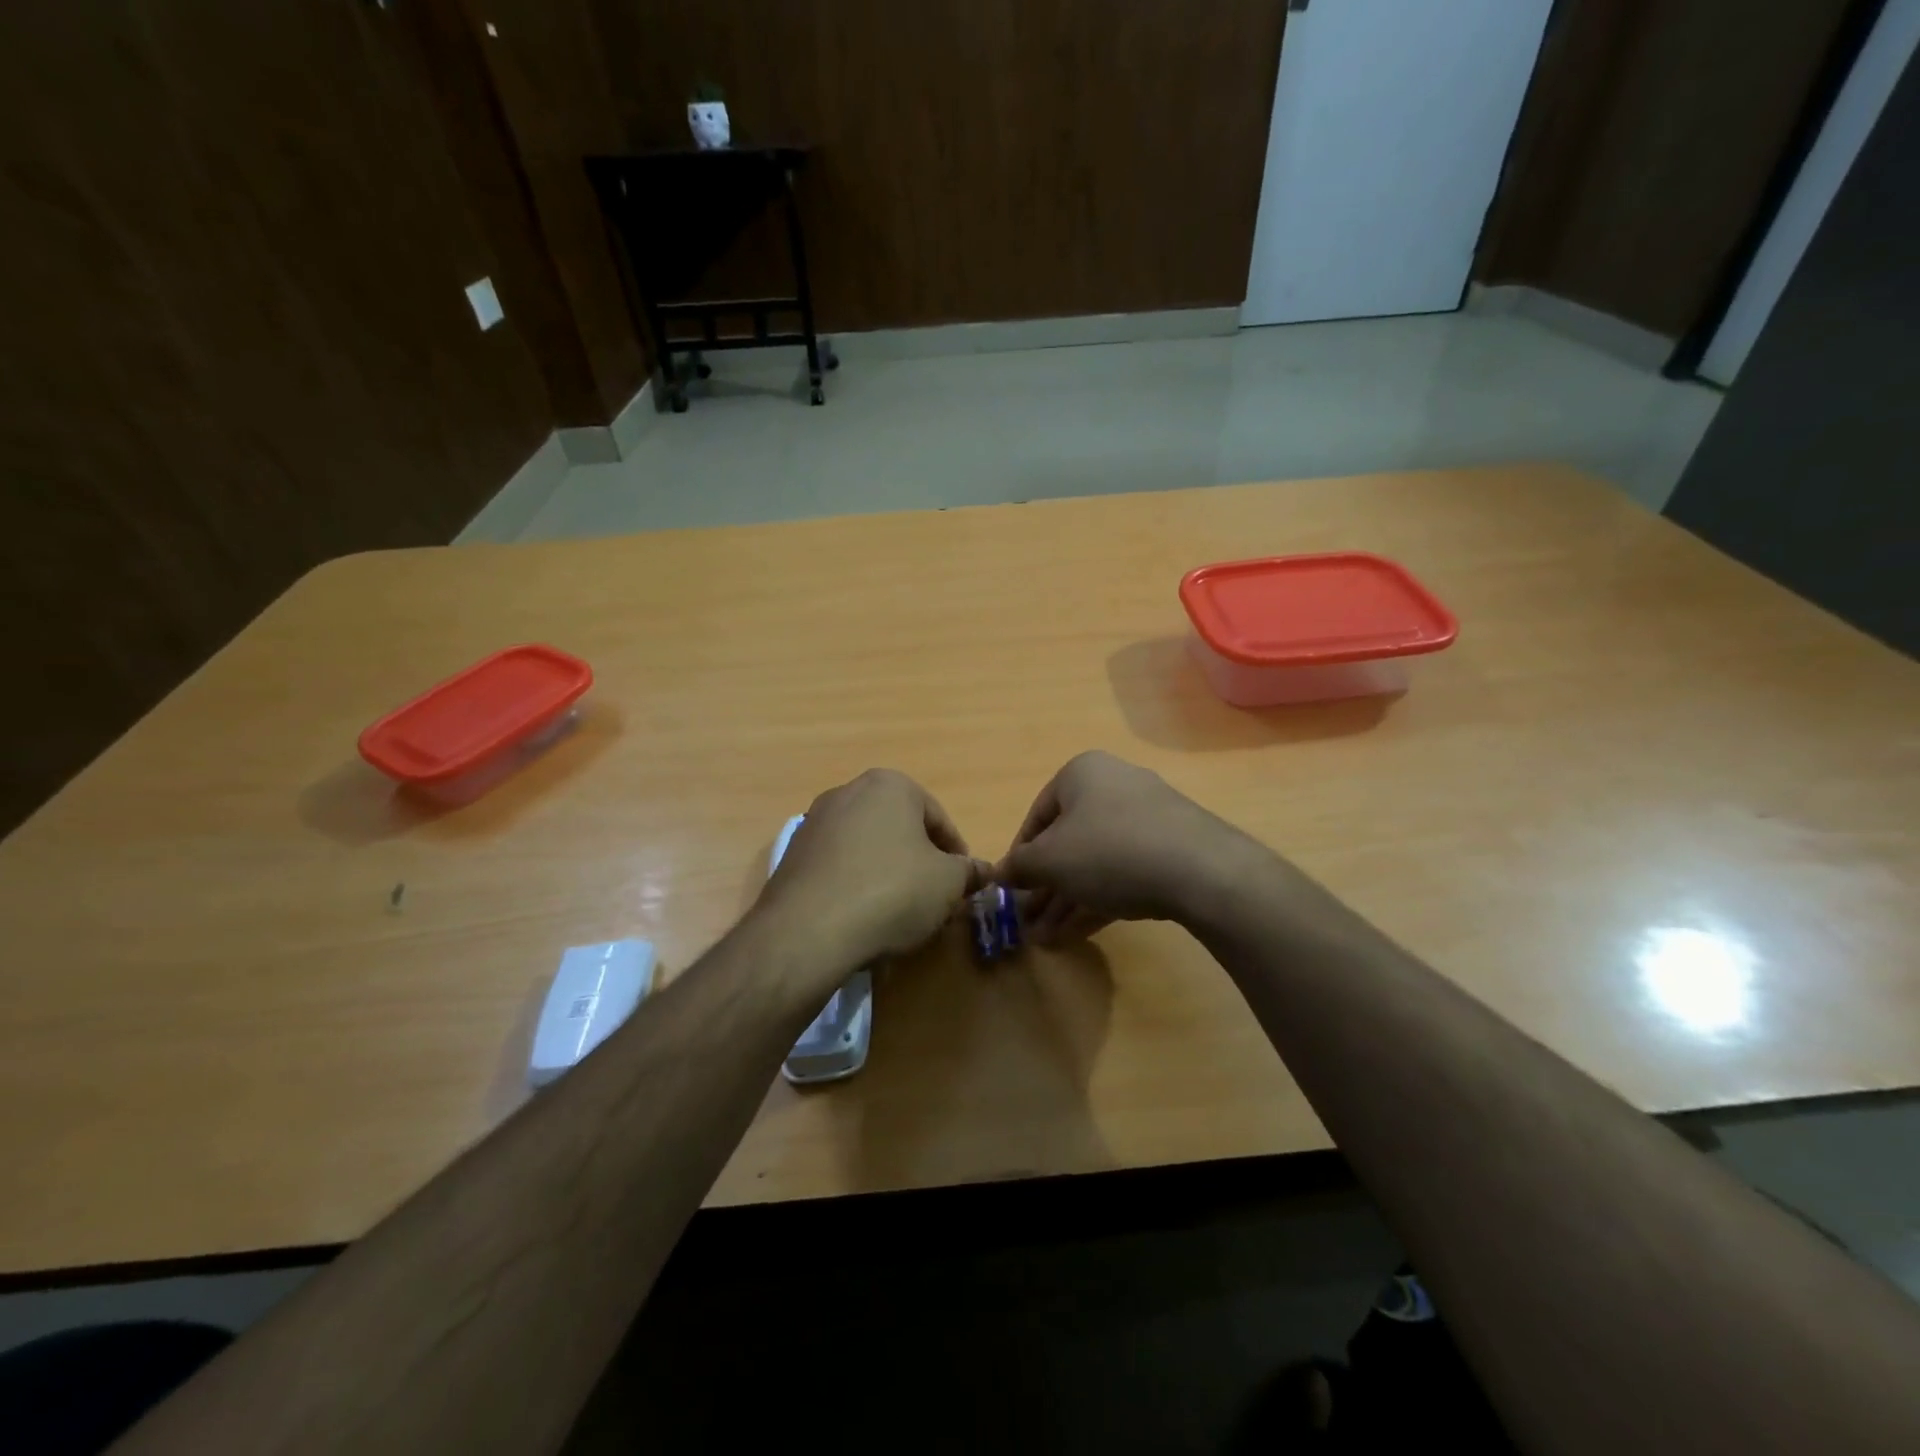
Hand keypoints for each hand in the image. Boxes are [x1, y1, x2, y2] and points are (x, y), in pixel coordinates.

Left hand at [757, 769, 987, 972]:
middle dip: (919, 860)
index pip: (938, 818)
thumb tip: (983, 871)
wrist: (809, 930)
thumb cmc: (892, 892)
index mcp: (890, 784)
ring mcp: (815, 822)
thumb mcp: (948, 883)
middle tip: (933, 898)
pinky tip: (862, 916)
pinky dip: (855, 884)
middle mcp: (848, 791)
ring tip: (897, 912)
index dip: (956, 854)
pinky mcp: (792, 855)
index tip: (962, 885)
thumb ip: (969, 872)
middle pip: (899, 829)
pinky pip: (838, 866)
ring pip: (867, 846)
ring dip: (886, 872)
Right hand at [994, 751, 1263, 943]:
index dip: (1019, 856)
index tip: (1011, 890)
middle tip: (1028, 922)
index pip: (1037, 816)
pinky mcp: (1170, 849)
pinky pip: (1123, 872)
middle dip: (1045, 887)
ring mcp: (1147, 818)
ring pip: (1094, 862)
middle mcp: (1114, 786)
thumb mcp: (1049, 860)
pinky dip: (1097, 899)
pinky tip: (1077, 933)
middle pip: (1067, 842)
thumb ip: (1018, 866)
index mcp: (1081, 774)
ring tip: (1046, 939)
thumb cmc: (1108, 850)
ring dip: (1066, 901)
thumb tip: (997, 874)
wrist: (1200, 869)